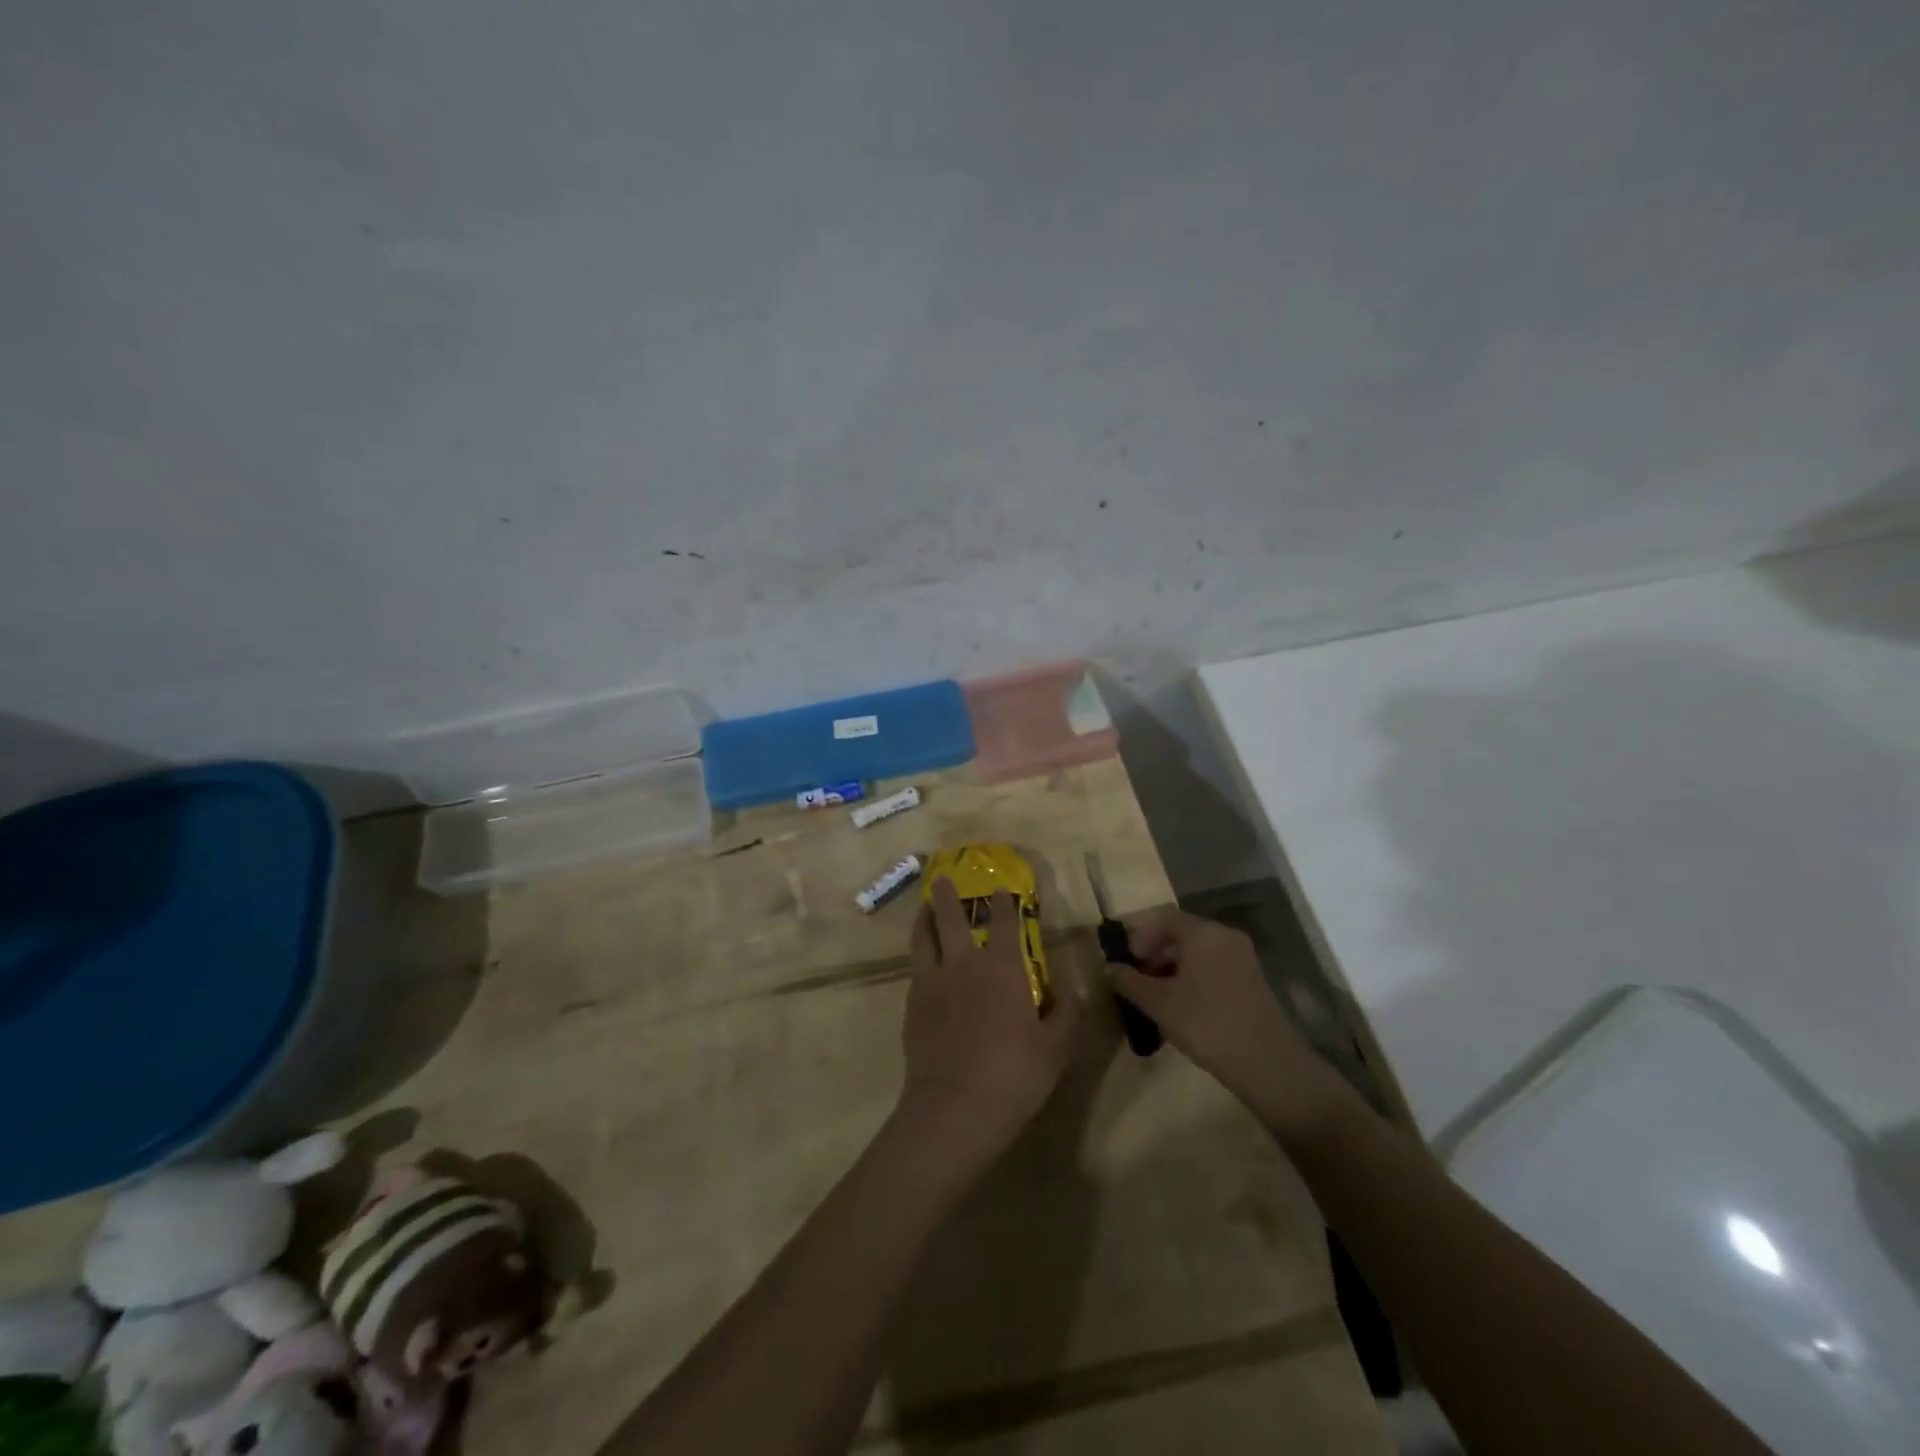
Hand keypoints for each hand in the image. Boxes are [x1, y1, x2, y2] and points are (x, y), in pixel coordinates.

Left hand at [897, 878, 1082, 1167]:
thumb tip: (1071, 992)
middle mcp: (963, 964)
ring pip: (922, 938)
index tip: (999, 889)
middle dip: (945, 895)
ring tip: (923, 910)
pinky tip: (924, 967)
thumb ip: (1066, 1015)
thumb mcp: (1056, 1049)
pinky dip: (920, 959)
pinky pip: (915, 971)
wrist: (954, 1108)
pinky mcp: (912, 1006)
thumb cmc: (1014, 1074)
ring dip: (923, 918)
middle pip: (949, 918)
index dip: (1002, 903)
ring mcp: (932, 983)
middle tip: (941, 879)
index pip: (1003, 922)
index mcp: (1002, 968)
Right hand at [1106, 910, 1343, 1136]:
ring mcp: (1243, 957)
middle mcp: (1225, 936)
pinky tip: (1184, 1007)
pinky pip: (1214, 966)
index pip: (1163, 918)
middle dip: (1155, 953)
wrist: (1267, 1063)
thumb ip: (1129, 981)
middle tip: (1138, 982)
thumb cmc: (1206, 1024)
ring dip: (1173, 968)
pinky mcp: (1252, 979)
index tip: (1127, 963)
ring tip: (1157, 998)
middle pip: (1181, 933)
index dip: (1139, 937)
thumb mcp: (1159, 1003)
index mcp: (1203, 933)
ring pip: (1198, 952)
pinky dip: (1193, 977)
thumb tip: (1109, 968)